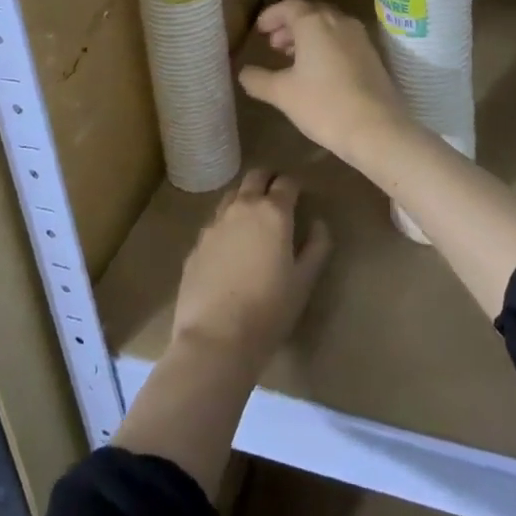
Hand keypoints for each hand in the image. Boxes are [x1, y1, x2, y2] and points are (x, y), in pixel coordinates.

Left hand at [171, 170, 331, 369]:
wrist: (215, 338)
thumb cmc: (269, 310)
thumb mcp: (304, 281)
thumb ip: (317, 247)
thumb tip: (319, 223)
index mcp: (273, 212)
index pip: (286, 182)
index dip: (295, 185)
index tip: (300, 195)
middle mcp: (242, 207)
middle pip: (255, 177)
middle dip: (268, 180)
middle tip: (277, 195)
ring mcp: (215, 223)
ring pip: (232, 195)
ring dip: (245, 197)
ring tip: (253, 217)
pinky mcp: (197, 242)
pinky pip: (215, 221)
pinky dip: (227, 222)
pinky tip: (230, 244)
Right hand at [238, 0, 411, 158]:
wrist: (377, 129)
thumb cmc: (324, 105)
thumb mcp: (283, 94)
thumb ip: (258, 80)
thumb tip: (243, 73)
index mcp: (314, 23)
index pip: (289, 7)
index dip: (271, 16)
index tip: (259, 30)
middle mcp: (339, 21)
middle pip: (310, 13)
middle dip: (289, 26)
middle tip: (273, 44)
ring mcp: (359, 37)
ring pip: (328, 26)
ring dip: (308, 36)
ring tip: (292, 57)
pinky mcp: (372, 55)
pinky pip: (343, 40)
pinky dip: (326, 46)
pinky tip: (318, 70)